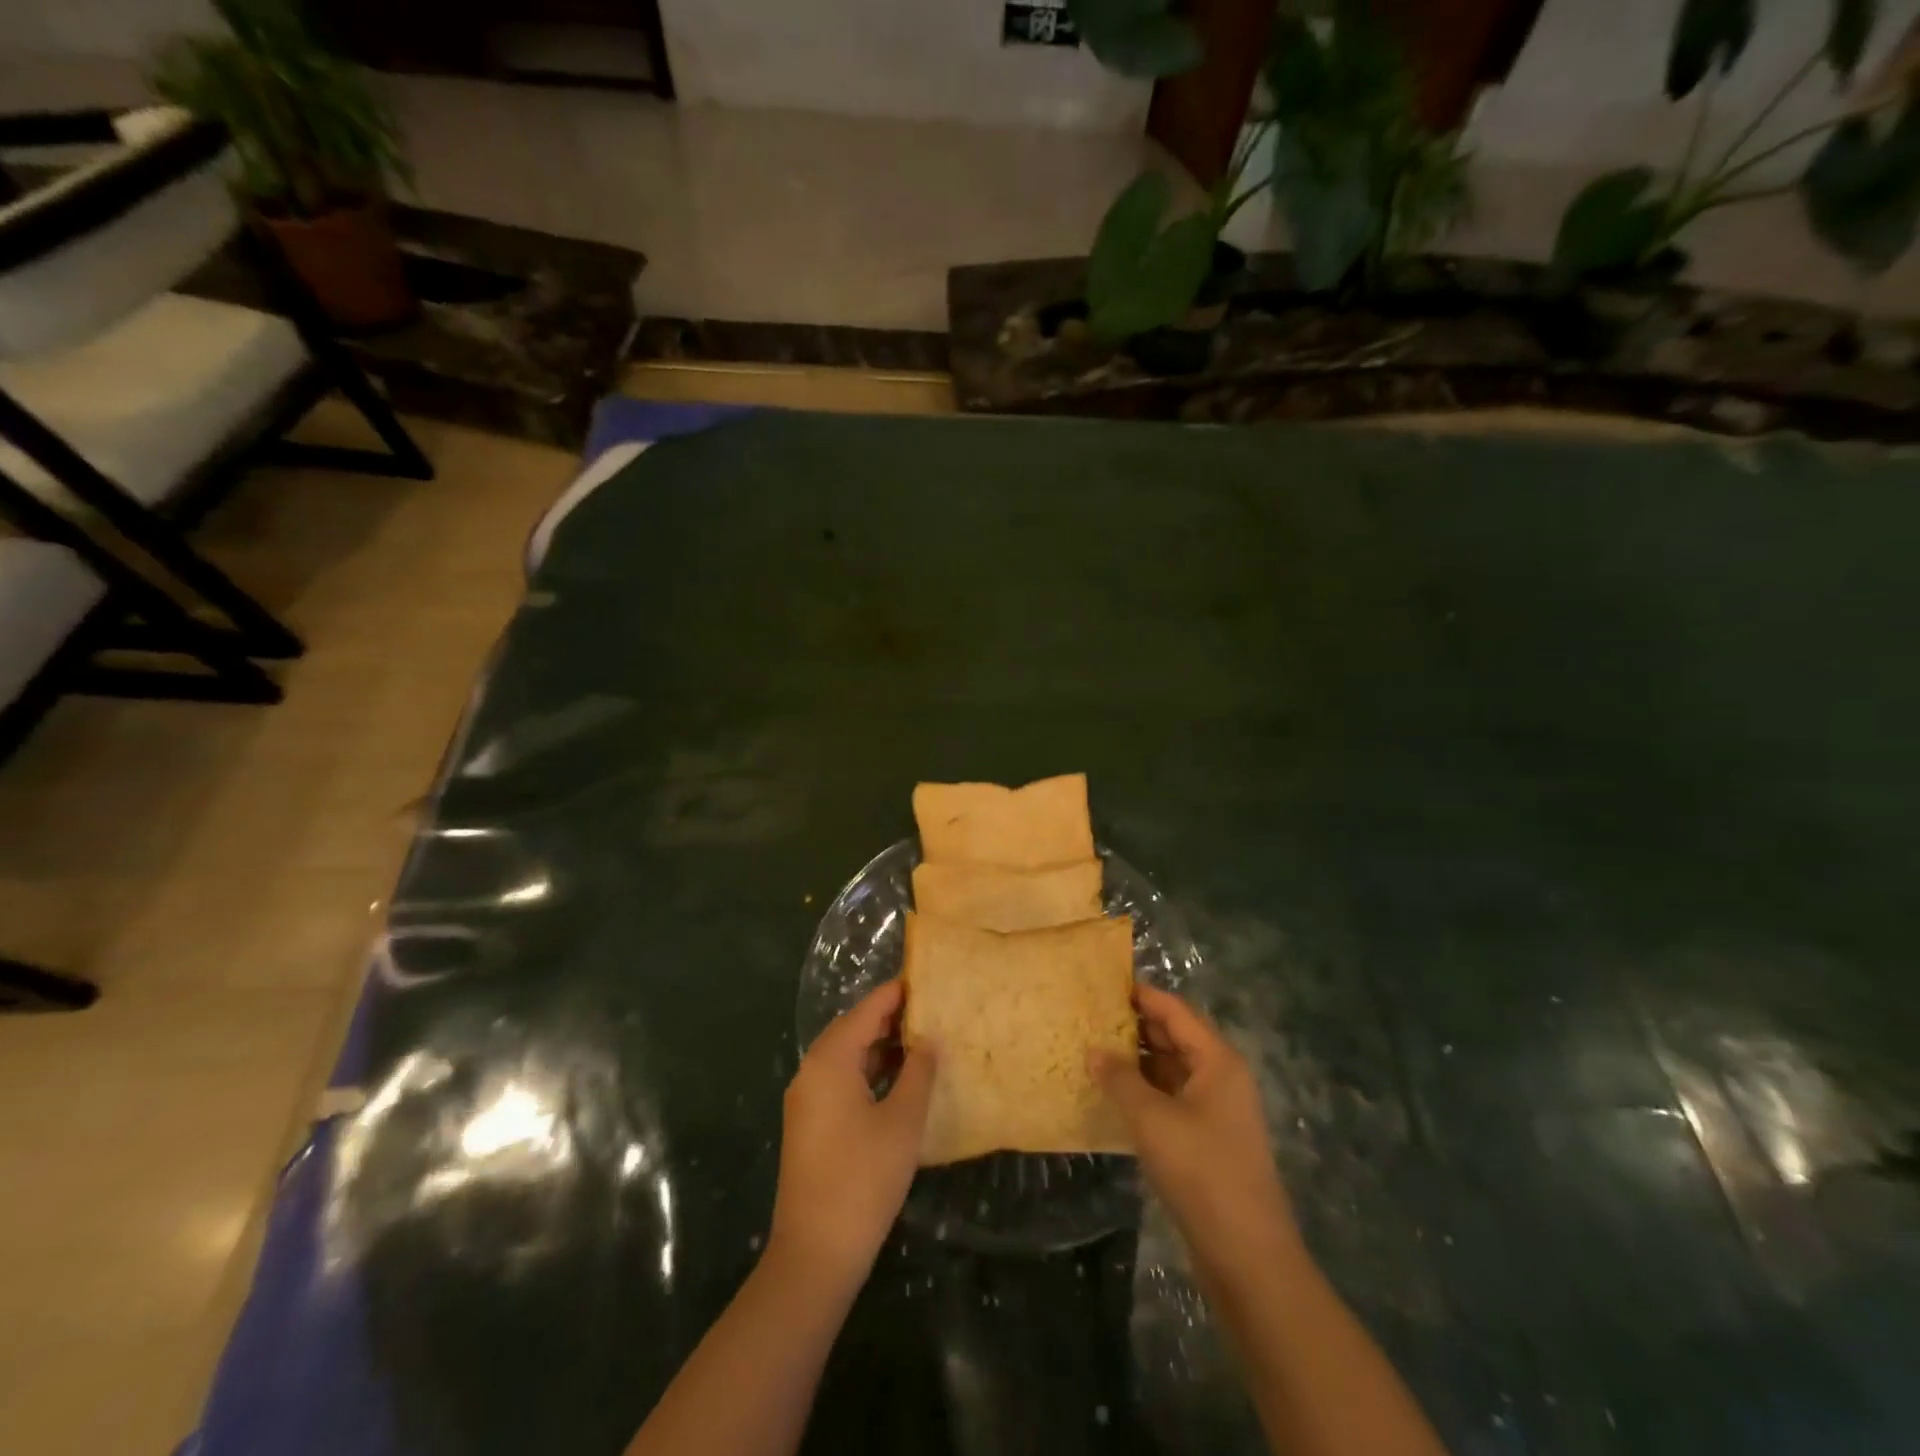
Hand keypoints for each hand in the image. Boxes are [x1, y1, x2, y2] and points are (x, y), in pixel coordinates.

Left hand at [769, 979, 935, 1292]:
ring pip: (847, 1056)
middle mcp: (812, 1070)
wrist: (815, 1252)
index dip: (897, 993)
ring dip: (881, 1047)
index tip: (929, 981)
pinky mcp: (809, 1123)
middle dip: (891, 1018)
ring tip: (922, 1042)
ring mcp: (807, 1098)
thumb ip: (918, 1072)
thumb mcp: (902, 1121)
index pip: (867, 1009)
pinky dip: (868, 1072)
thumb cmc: (863, 1178)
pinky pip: (841, 1080)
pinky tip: (898, 1082)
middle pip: (853, 1028)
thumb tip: (929, 1038)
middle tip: (932, 1012)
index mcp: (830, 1059)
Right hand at [1091, 985, 1301, 1282]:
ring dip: (1136, 1060)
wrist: (1247, 1256)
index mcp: (1217, 1060)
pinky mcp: (1206, 1139)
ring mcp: (1215, 1110)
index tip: (1101, 983)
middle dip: (1134, 1026)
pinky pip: (1170, 1098)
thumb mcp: (1152, 1120)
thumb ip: (1120, 1079)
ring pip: (1170, 1069)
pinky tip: (1112, 1094)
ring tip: (1092, 1050)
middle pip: (1174, 1037)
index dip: (1140, 995)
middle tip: (1088, 1016)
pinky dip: (1144, 1091)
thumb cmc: (1202, 1172)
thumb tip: (1093, 1050)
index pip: (1175, 1011)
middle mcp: (1220, 1076)